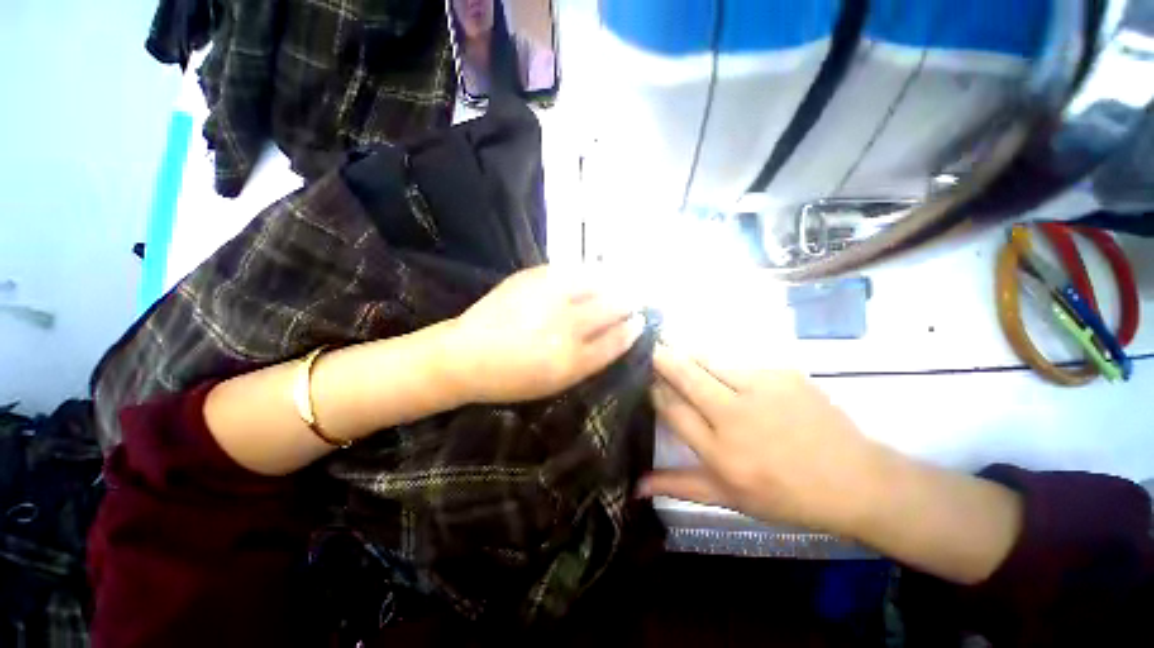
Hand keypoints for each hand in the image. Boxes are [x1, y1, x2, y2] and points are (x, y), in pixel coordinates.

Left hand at [444, 265, 643, 403]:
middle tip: (634, 300)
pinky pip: (572, 270)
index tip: (640, 321)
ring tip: (617, 284)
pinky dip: (587, 272)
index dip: (633, 329)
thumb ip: (590, 359)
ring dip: (612, 283)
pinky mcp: (533, 277)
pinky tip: (591, 275)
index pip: (617, 340)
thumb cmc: (513, 378)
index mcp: (573, 361)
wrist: (466, 356)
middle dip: (629, 302)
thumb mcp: (557, 382)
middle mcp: (566, 326)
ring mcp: (550, 297)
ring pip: (597, 283)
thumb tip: (617, 335)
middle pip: (613, 307)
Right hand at [639, 344, 887, 536]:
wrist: (855, 480)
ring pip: (709, 360)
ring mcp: (761, 389)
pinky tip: (717, 364)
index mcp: (721, 452)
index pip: (672, 409)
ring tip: (673, 344)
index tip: (642, 378)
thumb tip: (635, 485)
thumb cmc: (786, 496)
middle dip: (662, 358)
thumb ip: (679, 486)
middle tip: (649, 346)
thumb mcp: (729, 499)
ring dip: (687, 352)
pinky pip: (737, 360)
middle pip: (686, 376)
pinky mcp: (781, 373)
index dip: (653, 389)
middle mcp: (736, 416)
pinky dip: (720, 361)